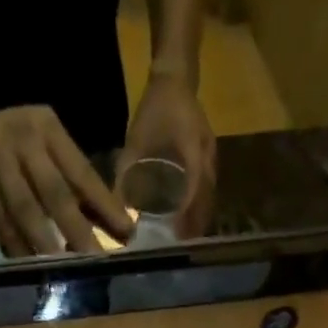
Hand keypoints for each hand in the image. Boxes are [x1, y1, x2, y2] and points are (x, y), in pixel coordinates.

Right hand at [0, 106, 132, 256]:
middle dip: (78, 230)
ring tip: (63, 267)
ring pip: (26, 208)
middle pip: (57, 192)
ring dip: (45, 241)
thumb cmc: (3, 146)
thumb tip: (104, 225)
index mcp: (49, 129)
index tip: (126, 233)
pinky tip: (28, 263)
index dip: (105, 205)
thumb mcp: (38, 152)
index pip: (83, 173)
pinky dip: (14, 243)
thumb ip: (65, 183)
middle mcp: (25, 138)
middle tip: (97, 259)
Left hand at [119, 72, 215, 237]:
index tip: (178, 238)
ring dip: (199, 219)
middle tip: (181, 248)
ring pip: (209, 197)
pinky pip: (208, 190)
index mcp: (192, 151)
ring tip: (185, 240)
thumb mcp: (136, 139)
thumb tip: (116, 204)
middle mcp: (207, 158)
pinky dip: (200, 207)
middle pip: (205, 200)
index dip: (186, 217)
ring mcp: (212, 159)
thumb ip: (126, 171)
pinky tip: (189, 220)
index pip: (194, 192)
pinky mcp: (209, 160)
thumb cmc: (155, 108)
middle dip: (195, 225)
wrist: (176, 78)